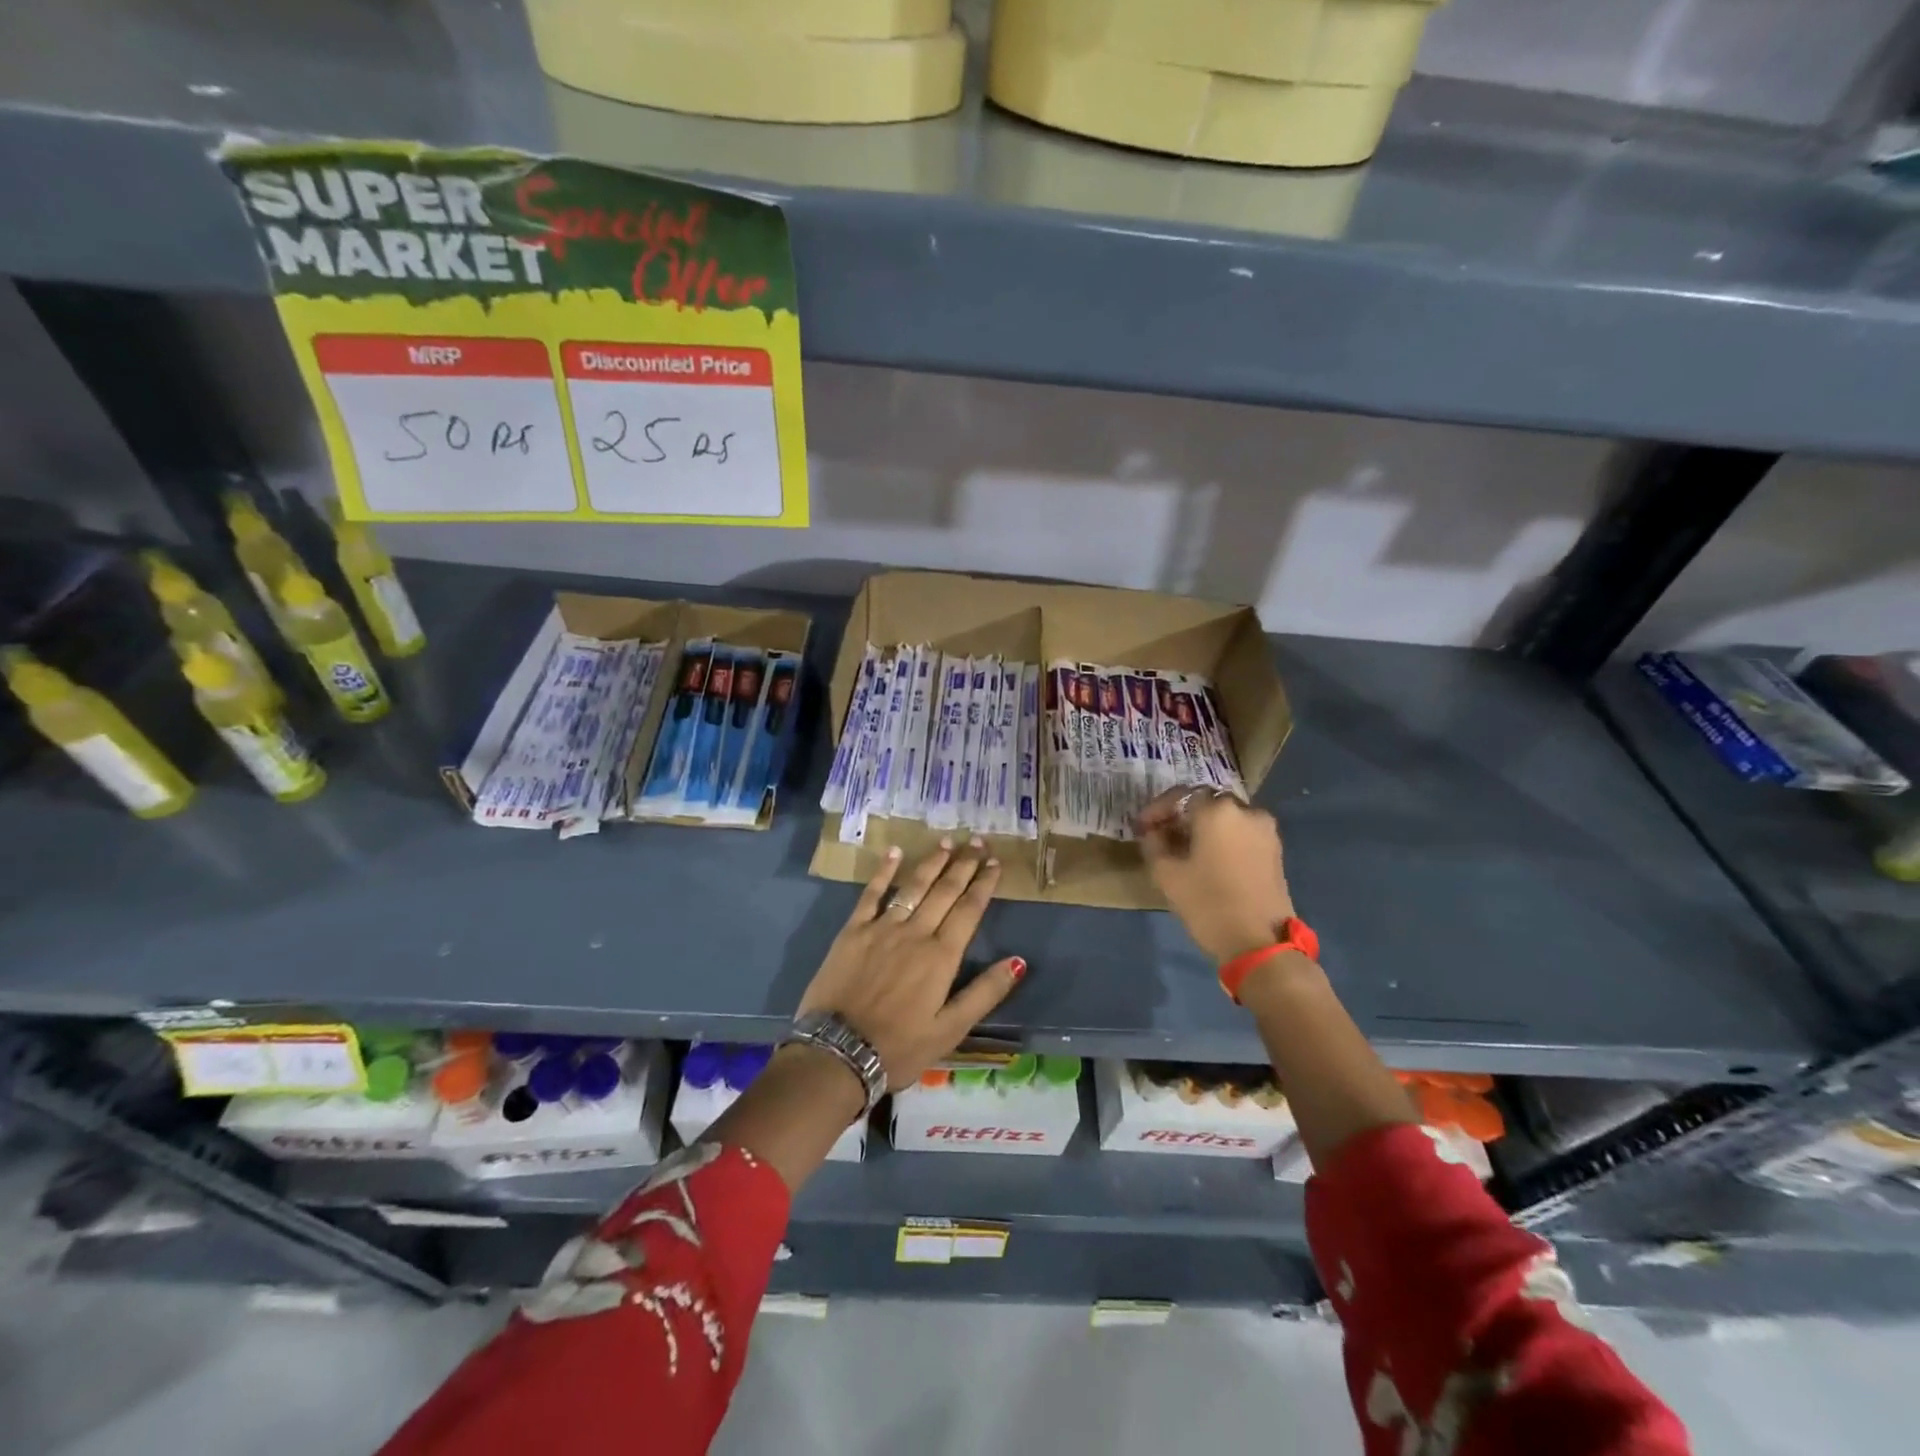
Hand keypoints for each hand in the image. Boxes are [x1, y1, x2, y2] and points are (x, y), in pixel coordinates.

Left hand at [797, 838, 1024, 1089]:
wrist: (837, 1053)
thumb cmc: (899, 1048)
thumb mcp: (950, 1030)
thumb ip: (985, 993)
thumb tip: (1018, 961)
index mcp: (941, 956)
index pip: (969, 910)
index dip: (984, 884)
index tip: (994, 862)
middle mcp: (915, 933)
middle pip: (945, 891)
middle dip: (963, 864)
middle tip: (977, 841)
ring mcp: (882, 928)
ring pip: (913, 886)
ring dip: (932, 862)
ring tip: (947, 842)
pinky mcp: (853, 931)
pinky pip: (871, 893)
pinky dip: (884, 871)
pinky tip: (895, 852)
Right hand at [1136, 788, 1296, 963]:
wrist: (1260, 943)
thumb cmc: (1208, 903)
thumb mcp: (1166, 874)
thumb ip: (1153, 843)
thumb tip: (1153, 832)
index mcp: (1217, 810)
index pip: (1180, 795)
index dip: (1157, 809)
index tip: (1141, 828)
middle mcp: (1245, 810)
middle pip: (1206, 803)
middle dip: (1181, 816)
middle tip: (1161, 835)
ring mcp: (1264, 830)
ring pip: (1226, 818)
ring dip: (1203, 828)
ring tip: (1184, 849)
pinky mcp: (1275, 850)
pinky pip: (1242, 833)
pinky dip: (1223, 839)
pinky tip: (1208, 859)